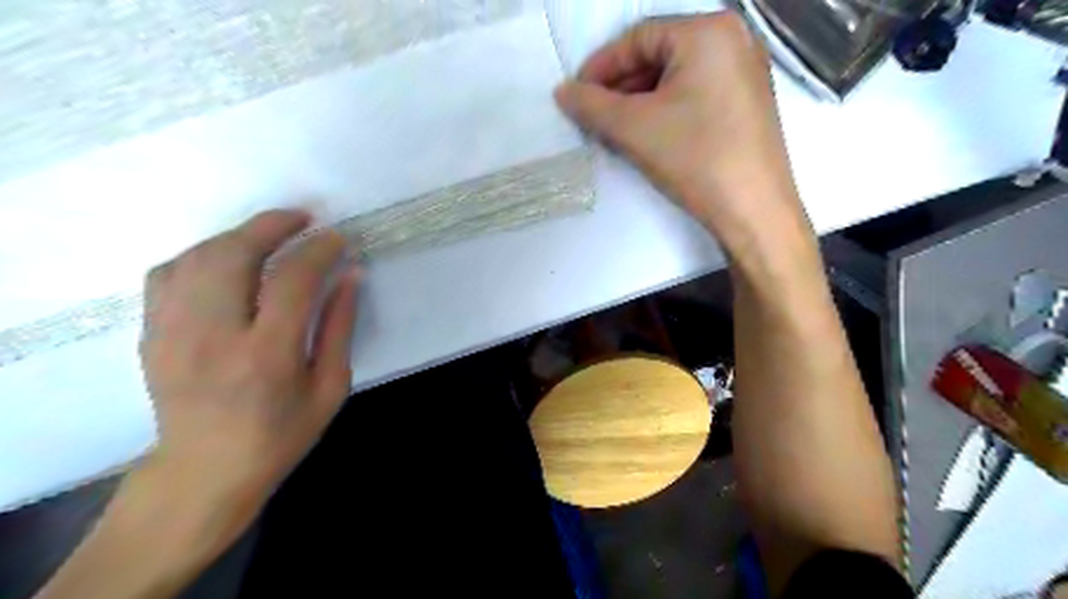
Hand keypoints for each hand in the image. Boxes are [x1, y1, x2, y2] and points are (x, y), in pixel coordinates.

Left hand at [138, 212, 356, 536]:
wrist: (204, 470)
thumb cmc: (279, 434)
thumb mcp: (329, 388)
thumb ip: (338, 328)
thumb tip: (350, 276)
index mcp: (266, 356)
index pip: (292, 281)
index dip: (318, 250)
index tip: (337, 239)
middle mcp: (213, 337)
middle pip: (233, 255)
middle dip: (272, 225)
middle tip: (302, 217)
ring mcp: (173, 333)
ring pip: (198, 257)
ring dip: (239, 234)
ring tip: (270, 232)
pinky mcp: (151, 334)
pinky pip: (168, 273)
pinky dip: (202, 254)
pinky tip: (226, 258)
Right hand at [554, 14, 804, 252]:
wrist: (754, 210)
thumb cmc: (696, 158)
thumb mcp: (634, 129)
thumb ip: (591, 105)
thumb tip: (563, 92)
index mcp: (708, 31)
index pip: (638, 37)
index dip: (600, 66)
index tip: (576, 95)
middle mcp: (734, 39)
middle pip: (659, 54)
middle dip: (620, 86)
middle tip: (594, 115)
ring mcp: (746, 70)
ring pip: (677, 76)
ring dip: (640, 100)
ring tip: (616, 129)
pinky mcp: (748, 101)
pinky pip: (696, 92)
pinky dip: (667, 109)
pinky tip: (649, 134)